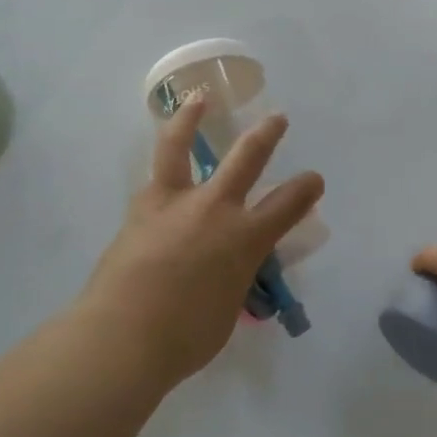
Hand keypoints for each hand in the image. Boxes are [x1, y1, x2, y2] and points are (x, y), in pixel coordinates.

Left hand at [78, 96, 323, 390]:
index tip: (314, 180)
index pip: (288, 205)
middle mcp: (214, 209)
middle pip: (247, 158)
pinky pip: (154, 180)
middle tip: (277, 119)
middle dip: (267, 135)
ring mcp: (174, 203)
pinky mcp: (140, 210)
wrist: (122, 337)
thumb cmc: (184, 338)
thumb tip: (227, 273)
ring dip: (191, 118)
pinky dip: (161, 172)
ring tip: (197, 98)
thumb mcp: (227, 310)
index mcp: (244, 238)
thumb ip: (233, 281)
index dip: (306, 189)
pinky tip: (161, 175)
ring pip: (181, 146)